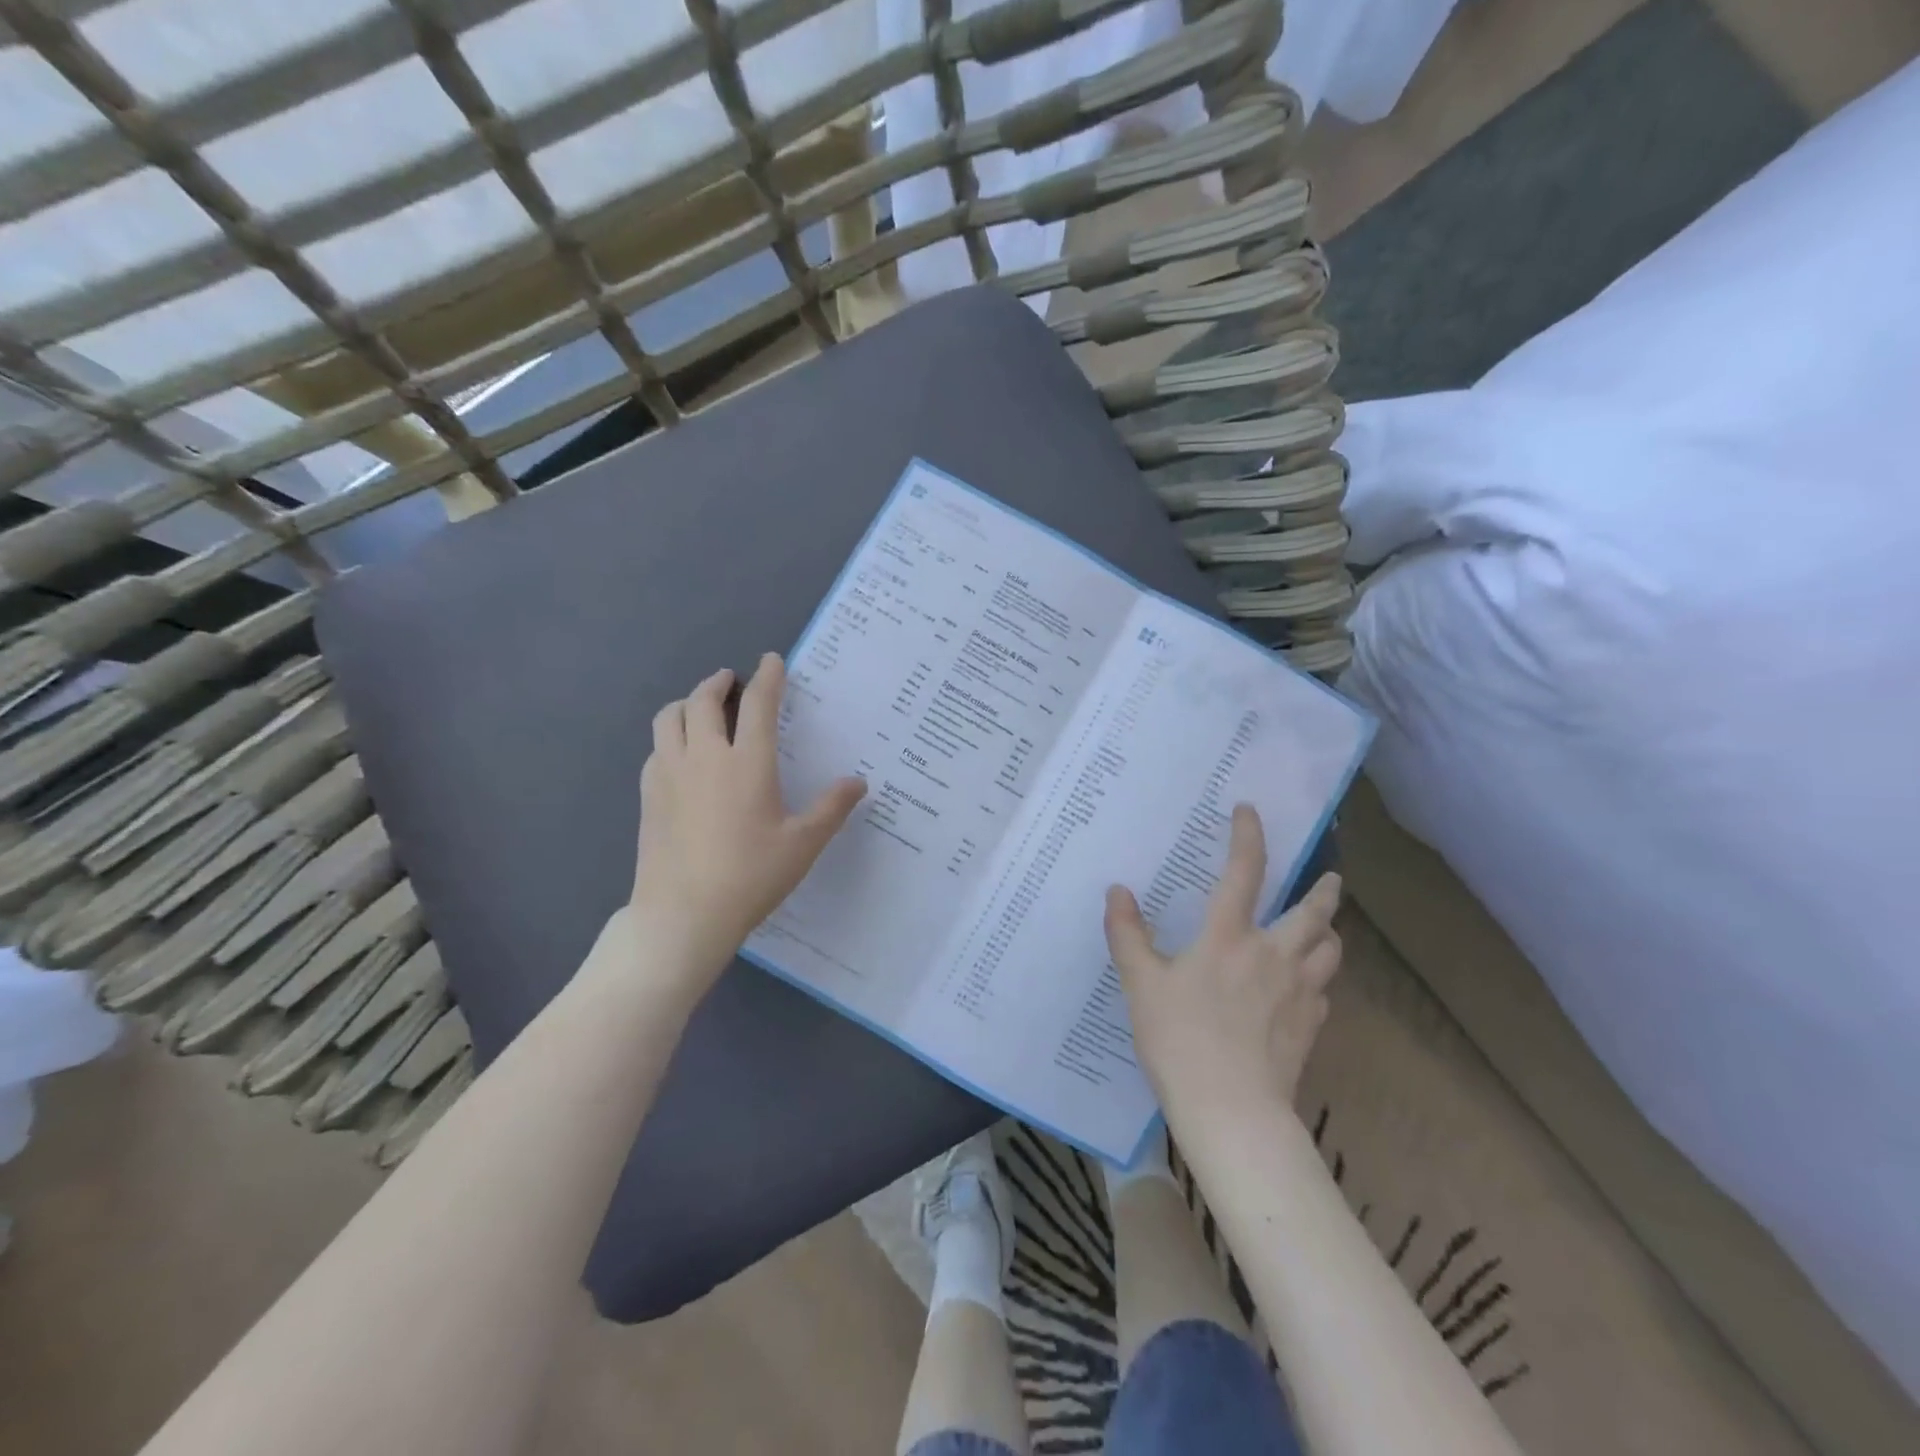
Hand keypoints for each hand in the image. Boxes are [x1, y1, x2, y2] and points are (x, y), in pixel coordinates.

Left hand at [628, 654, 866, 991]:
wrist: (683, 915)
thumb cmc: (750, 877)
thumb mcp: (803, 845)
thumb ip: (832, 808)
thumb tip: (858, 781)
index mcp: (747, 763)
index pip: (758, 704)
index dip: (767, 677)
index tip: (770, 660)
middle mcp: (704, 757)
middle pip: (703, 701)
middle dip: (718, 683)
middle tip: (731, 680)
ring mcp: (669, 774)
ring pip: (669, 718)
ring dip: (687, 703)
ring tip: (701, 709)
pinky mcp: (648, 795)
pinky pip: (656, 749)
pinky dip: (670, 737)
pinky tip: (681, 755)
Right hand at [1105, 804, 1341, 1120]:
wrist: (1232, 1112)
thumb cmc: (1179, 1040)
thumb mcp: (1141, 985)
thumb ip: (1127, 934)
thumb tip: (1117, 891)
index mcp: (1229, 937)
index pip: (1244, 872)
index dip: (1248, 836)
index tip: (1250, 811)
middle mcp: (1272, 955)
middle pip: (1314, 912)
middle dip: (1325, 891)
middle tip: (1331, 879)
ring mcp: (1298, 992)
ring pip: (1331, 951)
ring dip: (1329, 935)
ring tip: (1323, 932)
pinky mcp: (1311, 1027)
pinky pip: (1323, 993)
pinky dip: (1318, 981)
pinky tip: (1305, 991)